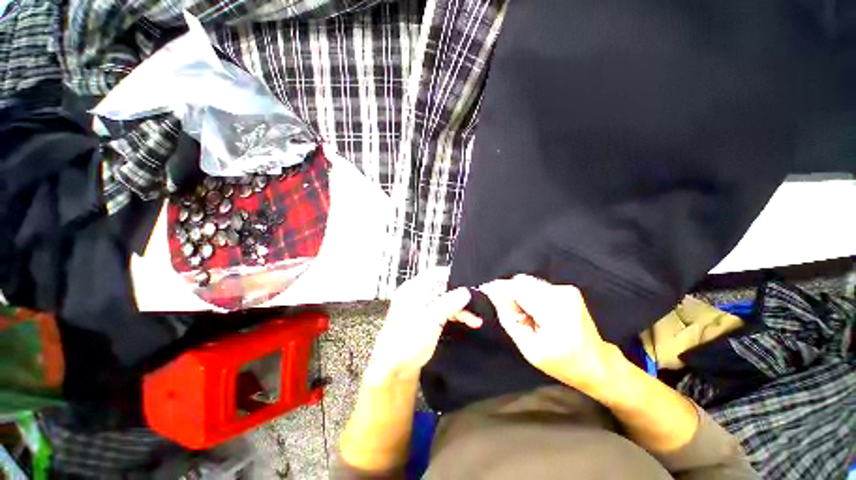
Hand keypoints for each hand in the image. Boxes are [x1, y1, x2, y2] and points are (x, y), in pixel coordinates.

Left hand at [363, 268, 480, 385]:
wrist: (395, 368)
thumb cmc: (406, 341)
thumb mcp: (430, 320)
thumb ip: (448, 304)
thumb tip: (466, 291)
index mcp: (413, 289)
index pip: (435, 273)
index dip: (452, 276)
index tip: (469, 282)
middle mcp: (418, 294)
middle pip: (443, 288)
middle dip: (460, 295)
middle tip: (477, 302)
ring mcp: (423, 306)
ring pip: (446, 301)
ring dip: (461, 308)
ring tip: (476, 319)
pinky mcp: (428, 318)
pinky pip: (445, 311)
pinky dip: (457, 315)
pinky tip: (469, 321)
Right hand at [478, 274, 621, 394]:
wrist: (598, 363)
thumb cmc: (564, 363)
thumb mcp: (530, 349)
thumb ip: (509, 320)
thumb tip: (495, 298)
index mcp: (554, 310)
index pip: (518, 289)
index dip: (498, 287)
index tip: (484, 289)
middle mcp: (561, 293)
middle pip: (522, 283)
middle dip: (510, 294)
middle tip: (513, 316)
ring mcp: (567, 290)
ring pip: (529, 283)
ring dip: (520, 296)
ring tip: (526, 317)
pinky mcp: (568, 290)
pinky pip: (538, 287)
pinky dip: (530, 296)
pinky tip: (535, 313)